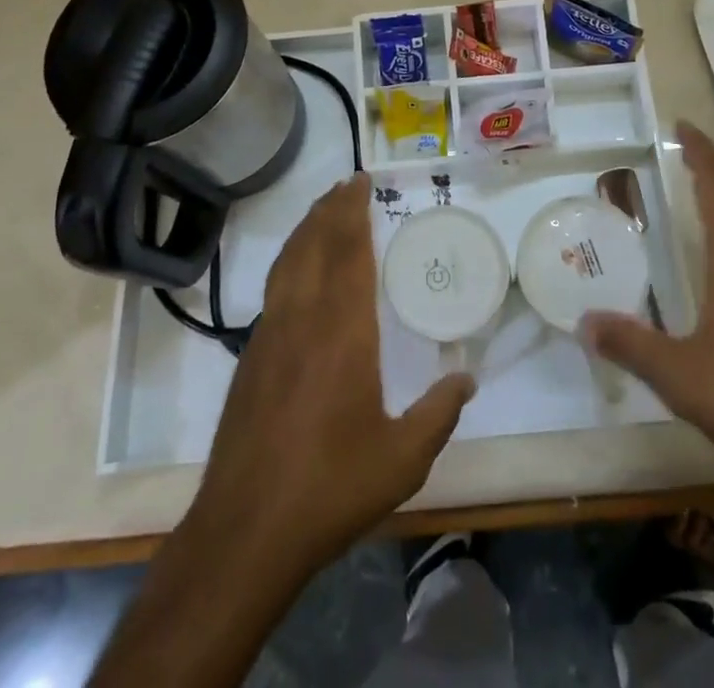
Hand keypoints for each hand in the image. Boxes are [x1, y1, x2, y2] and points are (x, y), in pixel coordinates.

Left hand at [188, 173, 474, 570]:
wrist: (245, 530)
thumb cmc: (330, 488)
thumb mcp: (402, 458)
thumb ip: (439, 414)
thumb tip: (468, 380)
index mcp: (342, 332)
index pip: (347, 253)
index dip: (353, 213)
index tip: (361, 183)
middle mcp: (303, 319)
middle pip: (314, 245)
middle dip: (330, 209)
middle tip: (347, 183)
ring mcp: (269, 336)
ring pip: (288, 262)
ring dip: (306, 229)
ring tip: (323, 209)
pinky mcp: (250, 357)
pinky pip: (274, 287)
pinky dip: (289, 260)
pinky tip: (297, 269)